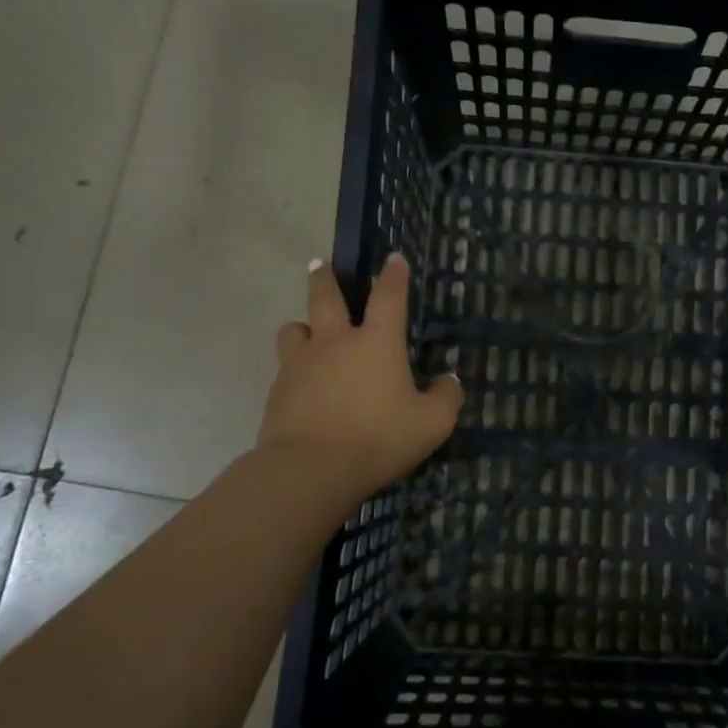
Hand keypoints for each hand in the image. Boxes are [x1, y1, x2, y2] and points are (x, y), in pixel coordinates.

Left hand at [259, 254, 463, 508]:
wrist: (310, 468)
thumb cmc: (379, 439)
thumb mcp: (431, 424)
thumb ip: (446, 398)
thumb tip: (449, 380)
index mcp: (377, 342)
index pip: (389, 297)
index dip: (393, 276)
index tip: (394, 259)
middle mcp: (336, 342)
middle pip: (326, 297)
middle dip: (325, 278)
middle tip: (320, 265)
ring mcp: (301, 363)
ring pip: (295, 328)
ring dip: (303, 326)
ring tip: (309, 333)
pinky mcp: (278, 390)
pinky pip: (285, 367)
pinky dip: (295, 368)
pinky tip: (303, 385)